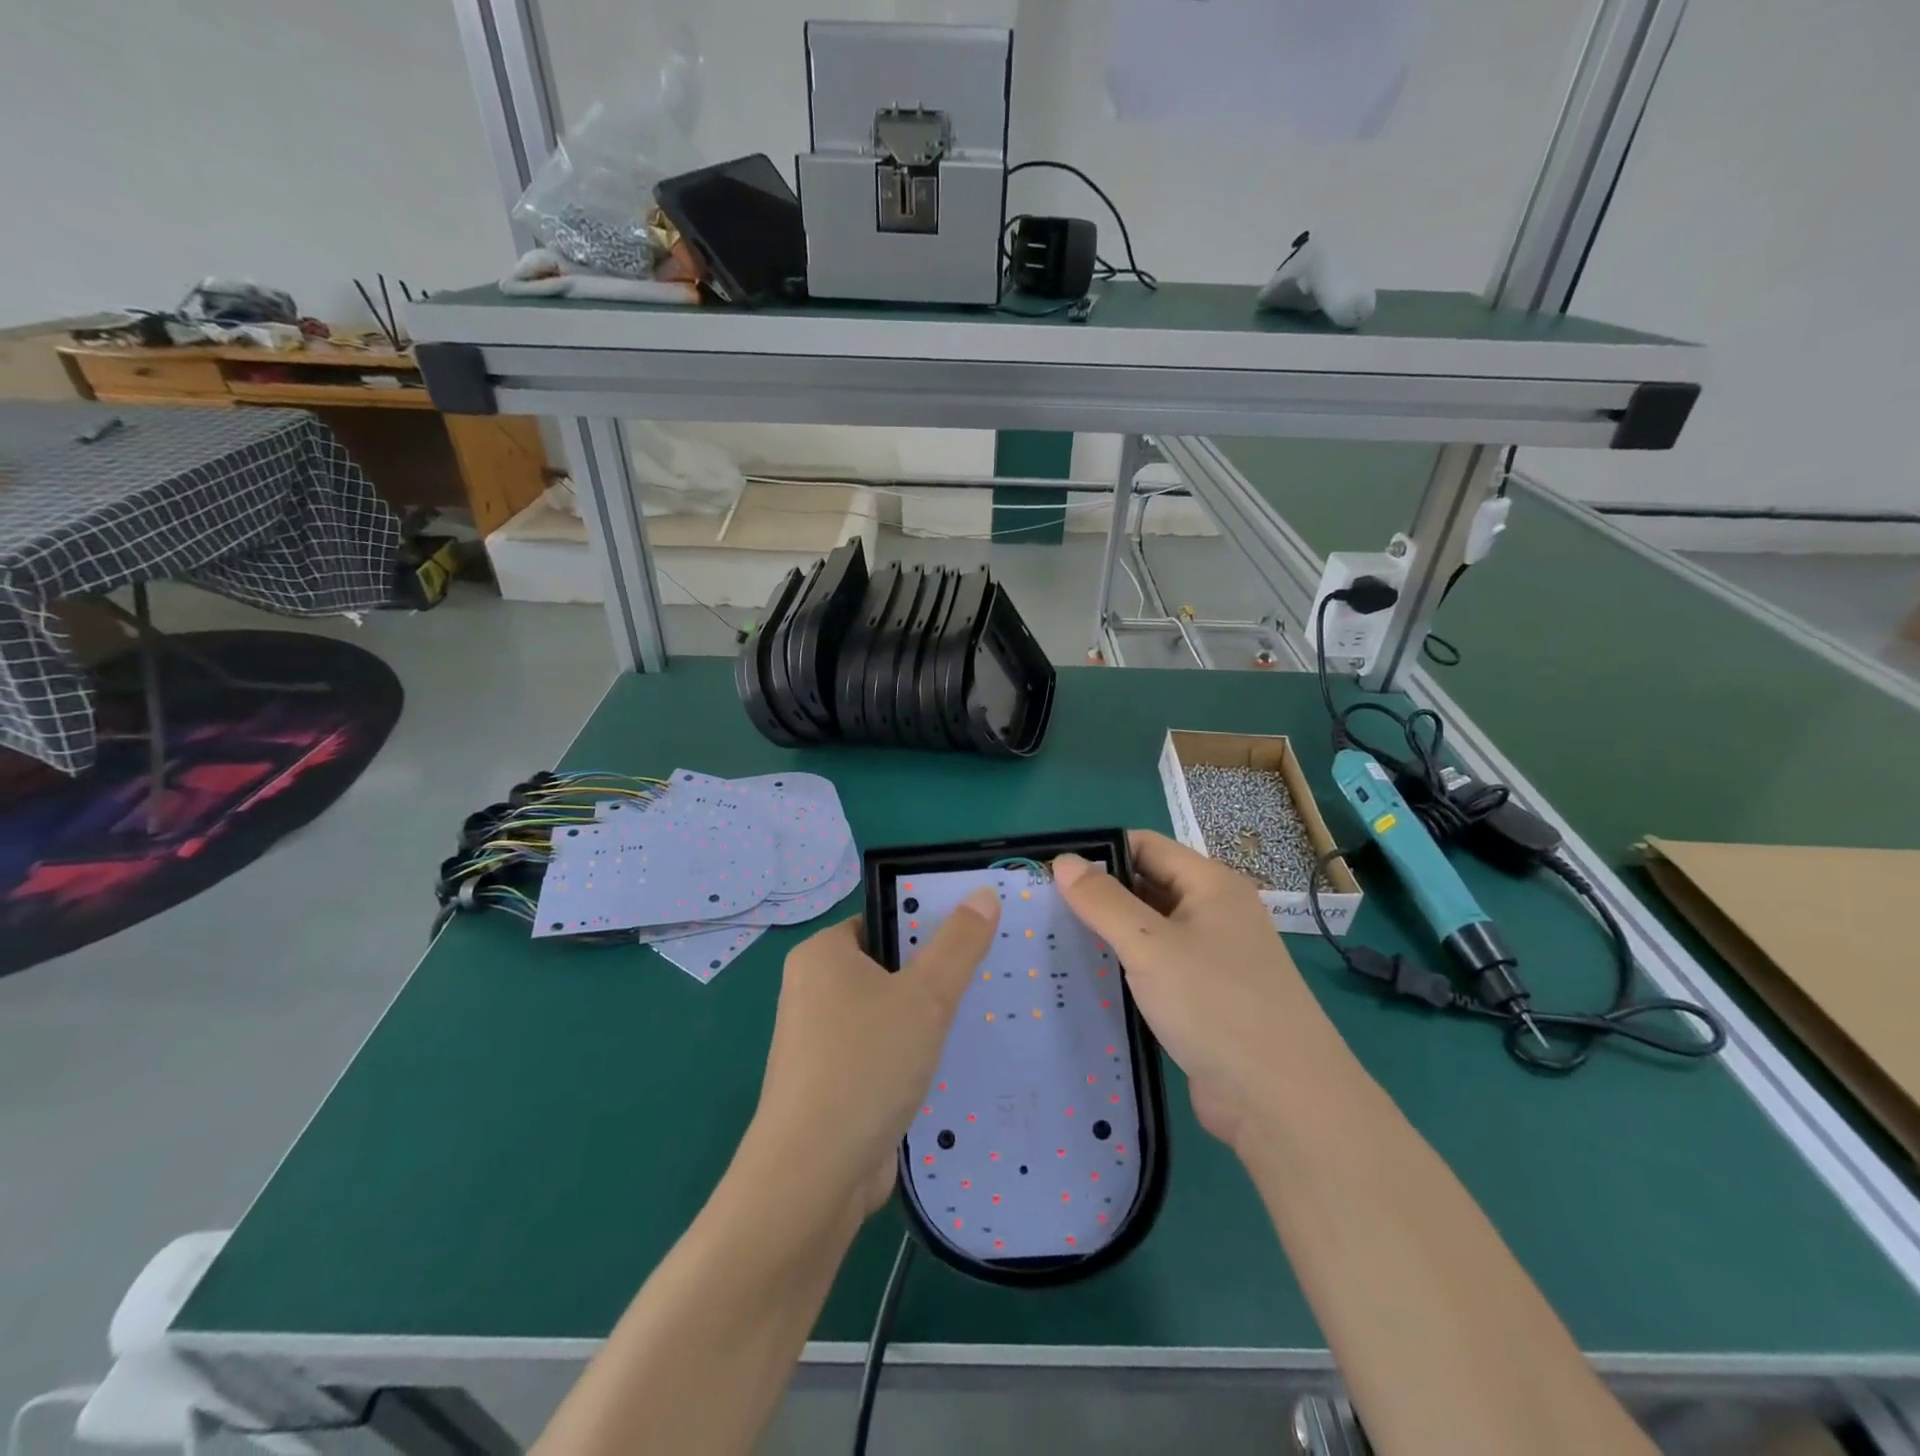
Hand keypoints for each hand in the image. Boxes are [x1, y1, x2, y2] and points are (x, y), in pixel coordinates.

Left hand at [747, 890, 1000, 1220]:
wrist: (814, 1176)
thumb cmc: (866, 1064)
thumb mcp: (925, 996)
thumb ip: (958, 944)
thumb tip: (983, 893)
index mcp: (822, 954)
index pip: (883, 921)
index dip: (928, 924)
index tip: (973, 937)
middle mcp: (813, 990)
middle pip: (887, 966)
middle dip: (932, 975)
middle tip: (984, 978)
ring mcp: (820, 1040)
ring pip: (886, 1012)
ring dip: (925, 1020)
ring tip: (977, 1018)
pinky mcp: (832, 1082)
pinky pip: (880, 1051)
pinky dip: (910, 1055)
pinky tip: (949, 1064)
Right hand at [1054, 831, 1325, 1150]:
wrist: (1283, 1102)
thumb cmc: (1216, 1005)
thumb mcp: (1149, 945)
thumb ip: (1103, 901)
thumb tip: (1063, 861)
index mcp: (1211, 884)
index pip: (1145, 846)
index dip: (1100, 853)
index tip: (1051, 873)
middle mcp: (1215, 913)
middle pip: (1148, 886)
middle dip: (1100, 896)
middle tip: (1044, 910)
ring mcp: (1214, 958)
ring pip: (1151, 931)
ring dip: (1111, 936)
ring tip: (1056, 943)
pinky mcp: (1207, 999)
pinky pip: (1159, 969)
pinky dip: (1128, 969)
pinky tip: (1091, 981)